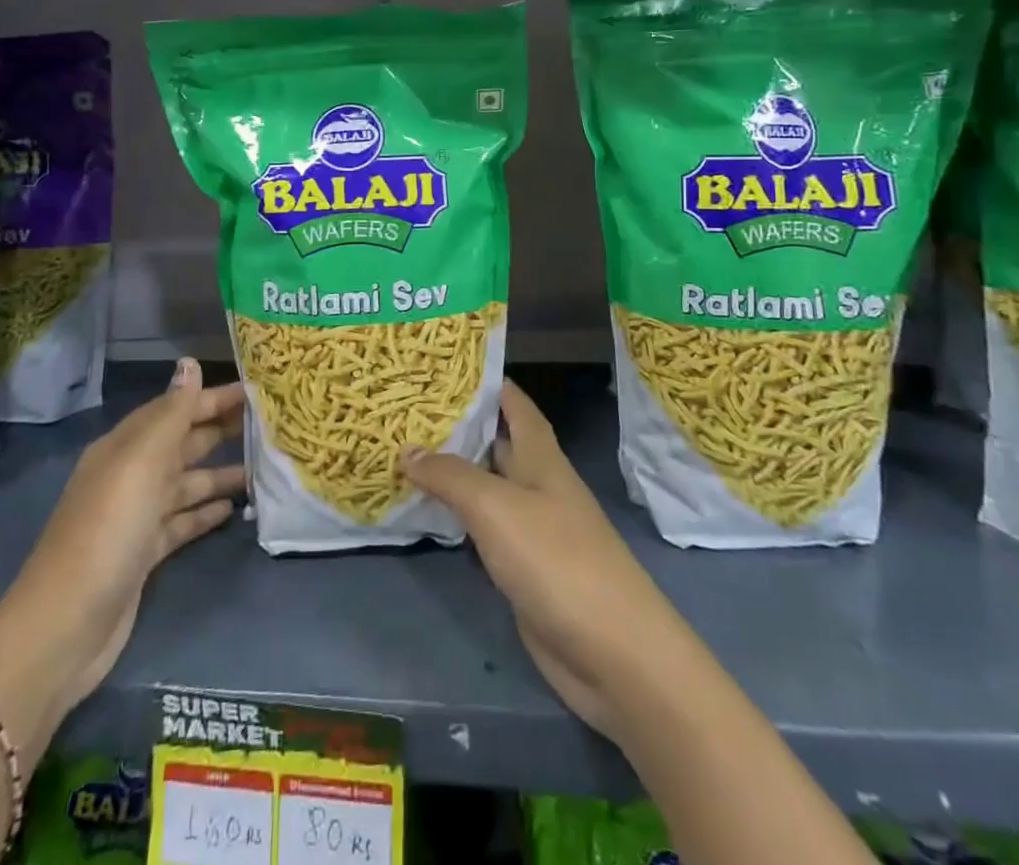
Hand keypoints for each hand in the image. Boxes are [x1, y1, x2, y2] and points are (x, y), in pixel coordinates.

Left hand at [16, 359, 244, 715]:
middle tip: (269, 423)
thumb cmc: (108, 530)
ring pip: (186, 483)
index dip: (212, 397)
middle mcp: (130, 475)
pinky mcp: (144, 554)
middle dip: (220, 429)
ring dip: (221, 473)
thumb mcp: (141, 462)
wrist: (65, 627)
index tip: (255, 390)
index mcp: (125, 447)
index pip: (175, 409)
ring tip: (264, 467)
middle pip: (182, 443)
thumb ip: (172, 413)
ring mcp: (136, 517)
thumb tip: (190, 363)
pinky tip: (234, 510)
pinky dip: (206, 513)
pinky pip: (182, 522)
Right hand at [401, 380, 689, 745]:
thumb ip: (451, 475)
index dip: (487, 382)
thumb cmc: (558, 560)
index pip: (515, 404)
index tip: (445, 365)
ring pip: (486, 487)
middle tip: (408, 407)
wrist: (614, 654)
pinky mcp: (524, 568)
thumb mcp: (497, 507)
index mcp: (541, 457)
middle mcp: (538, 485)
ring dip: (453, 471)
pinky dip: (457, 517)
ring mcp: (533, 529)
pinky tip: (427, 512)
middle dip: (459, 425)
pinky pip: (484, 530)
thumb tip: (407, 449)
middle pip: (497, 443)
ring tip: (404, 450)